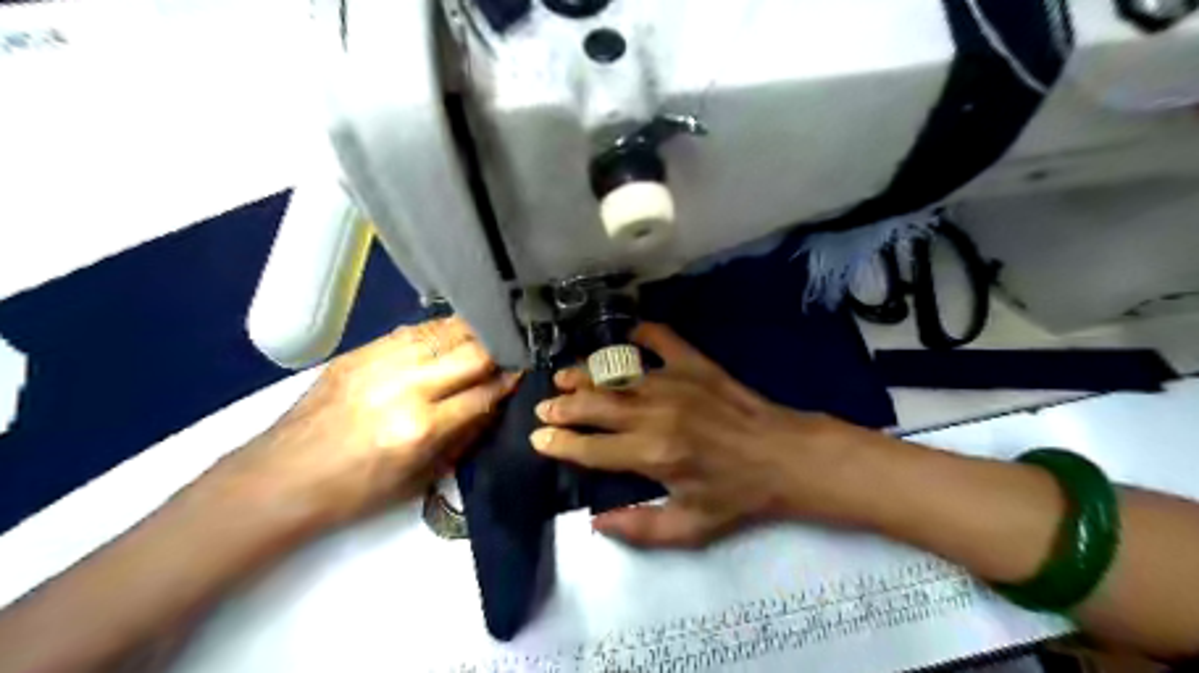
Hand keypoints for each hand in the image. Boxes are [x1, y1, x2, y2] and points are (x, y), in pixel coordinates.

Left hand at [217, 317, 516, 530]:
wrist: (279, 478)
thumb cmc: (354, 492)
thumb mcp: (420, 478)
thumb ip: (463, 436)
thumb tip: (494, 403)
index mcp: (420, 428)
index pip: (484, 393)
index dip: (510, 382)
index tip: (525, 373)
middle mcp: (405, 387)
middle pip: (472, 354)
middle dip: (500, 352)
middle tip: (514, 350)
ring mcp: (380, 363)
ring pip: (445, 332)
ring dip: (475, 334)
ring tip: (491, 335)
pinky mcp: (360, 352)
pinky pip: (414, 330)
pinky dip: (441, 331)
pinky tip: (453, 335)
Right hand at [535, 322, 877, 550]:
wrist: (785, 456)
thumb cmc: (738, 495)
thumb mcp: (691, 528)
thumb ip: (640, 528)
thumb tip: (594, 522)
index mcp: (652, 456)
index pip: (590, 449)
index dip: (559, 444)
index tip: (539, 439)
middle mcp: (655, 414)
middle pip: (595, 406)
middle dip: (563, 406)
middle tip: (543, 406)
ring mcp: (675, 383)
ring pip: (616, 375)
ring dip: (585, 375)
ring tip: (564, 376)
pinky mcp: (695, 364)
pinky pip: (660, 338)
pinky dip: (639, 333)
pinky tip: (625, 335)